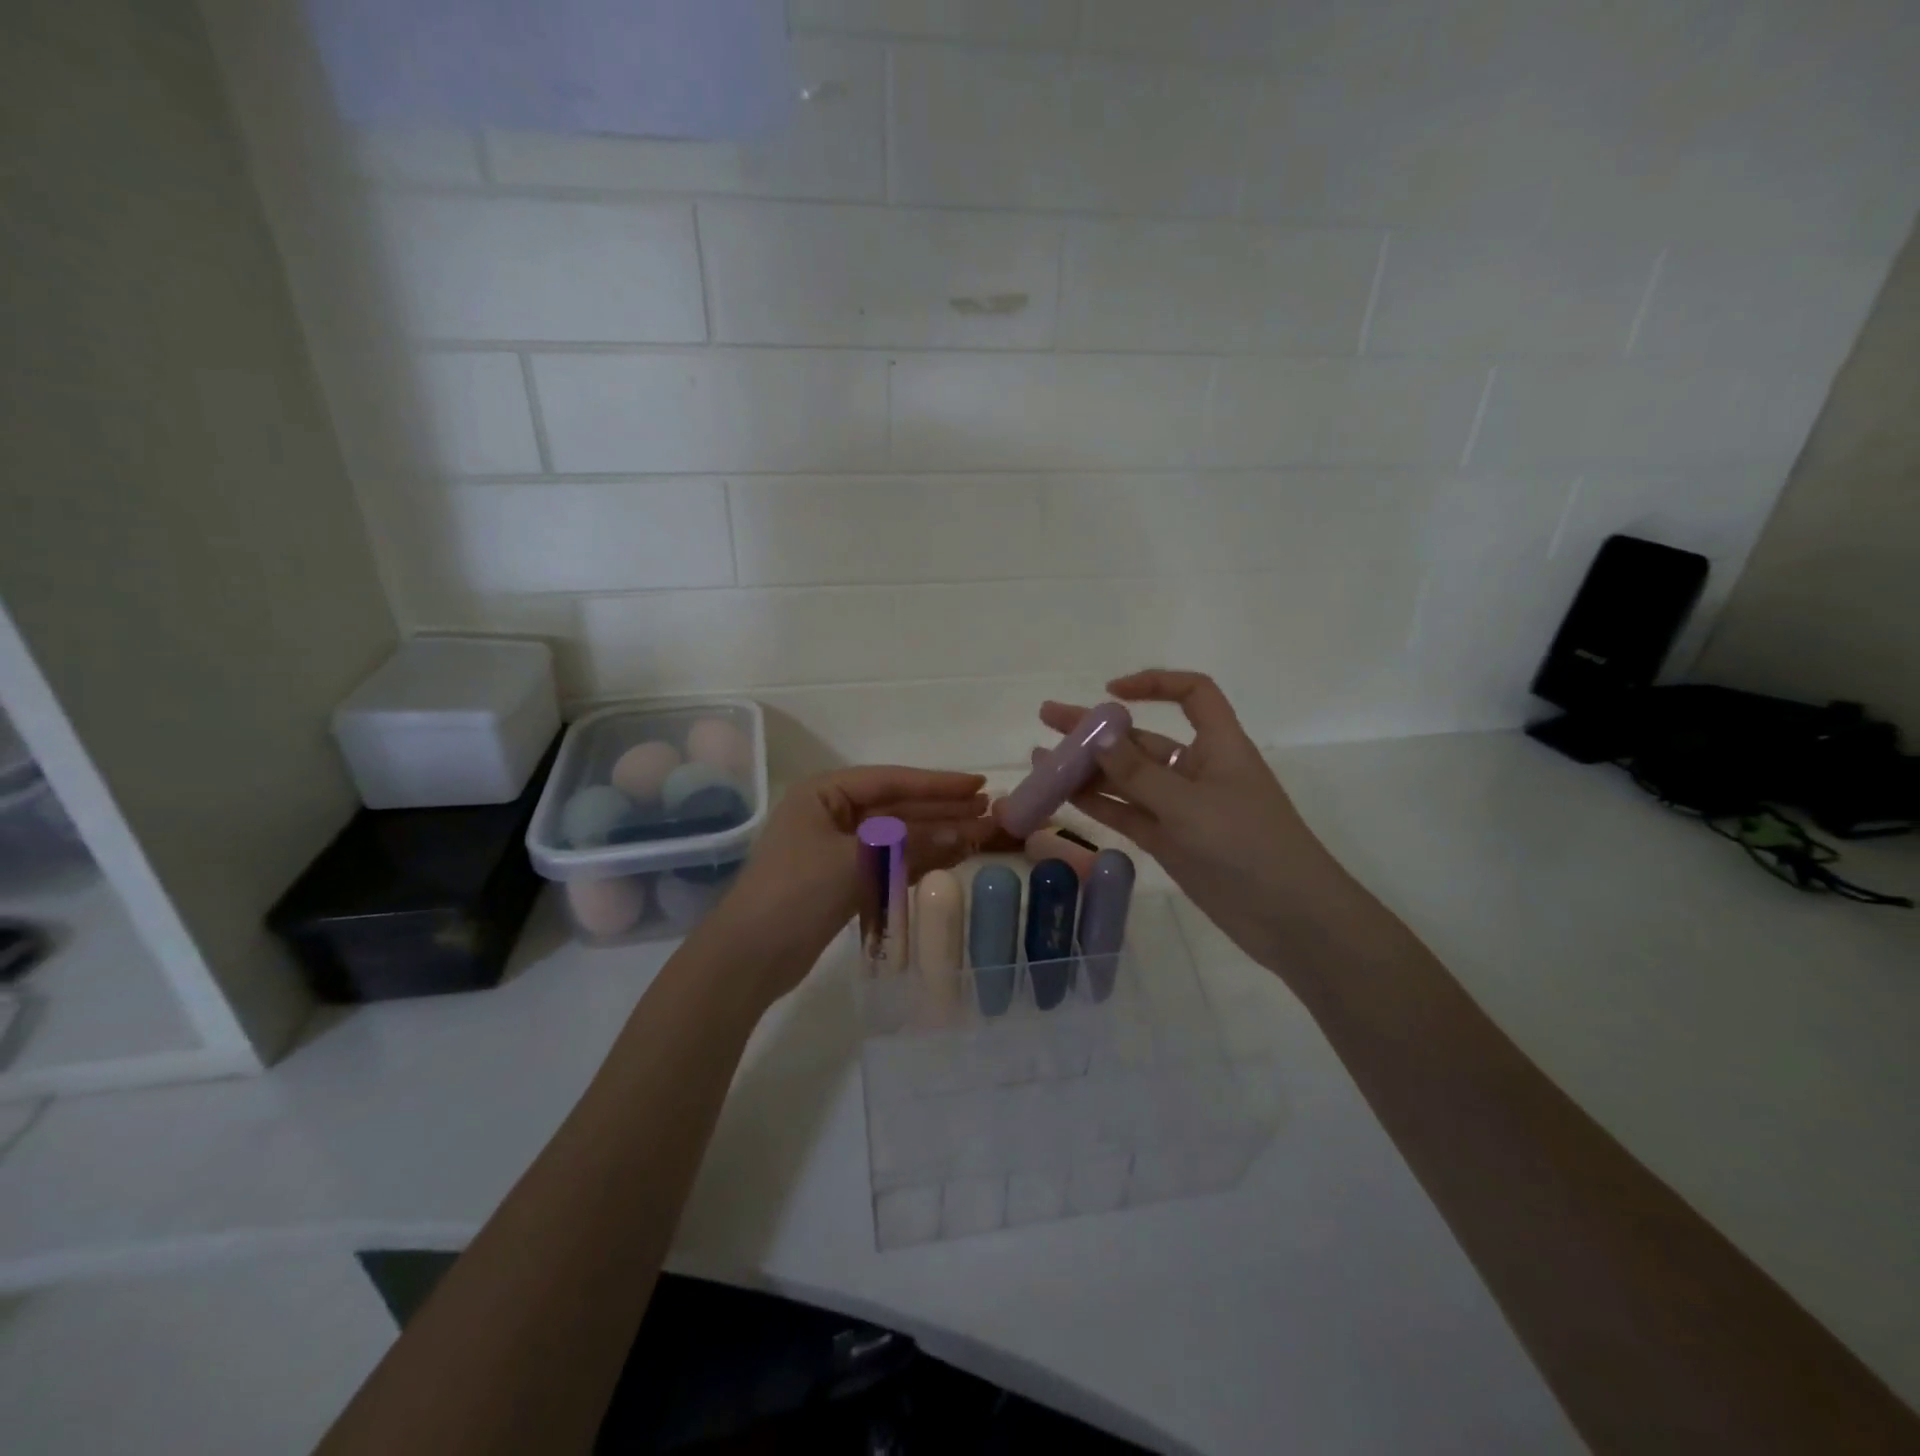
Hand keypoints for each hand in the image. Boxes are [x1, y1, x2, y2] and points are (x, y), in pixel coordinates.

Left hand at [713, 766, 998, 996]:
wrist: (749, 958)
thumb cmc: (797, 893)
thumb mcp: (858, 862)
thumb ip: (914, 845)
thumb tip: (967, 834)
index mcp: (824, 793)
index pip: (891, 780)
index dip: (938, 783)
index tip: (979, 786)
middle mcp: (830, 814)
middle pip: (896, 807)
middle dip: (942, 810)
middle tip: (988, 812)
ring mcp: (834, 848)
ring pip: (895, 836)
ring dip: (935, 835)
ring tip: (979, 834)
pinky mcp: (839, 880)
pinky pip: (887, 862)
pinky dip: (917, 861)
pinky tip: (948, 858)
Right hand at [1037, 669, 1348, 975]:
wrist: (1288, 918)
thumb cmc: (1249, 846)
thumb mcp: (1190, 805)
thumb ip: (1139, 773)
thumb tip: (1098, 736)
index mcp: (1218, 746)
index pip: (1193, 695)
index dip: (1154, 684)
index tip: (1111, 692)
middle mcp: (1198, 770)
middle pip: (1142, 738)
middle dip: (1097, 728)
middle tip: (1048, 718)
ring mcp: (1181, 808)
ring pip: (1127, 779)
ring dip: (1089, 768)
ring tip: (1042, 760)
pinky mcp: (1170, 841)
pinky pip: (1127, 813)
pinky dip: (1099, 804)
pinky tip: (1064, 795)